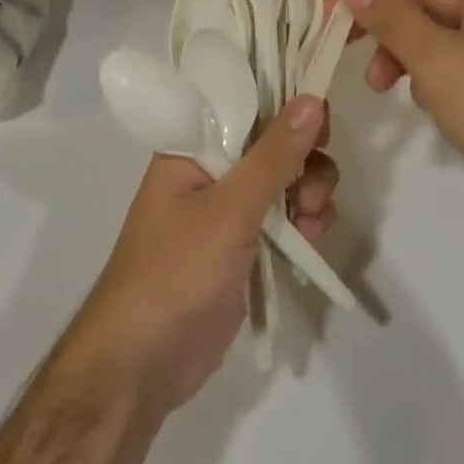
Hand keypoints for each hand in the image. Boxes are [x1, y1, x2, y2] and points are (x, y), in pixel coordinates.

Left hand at [61, 97, 337, 413]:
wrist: (143, 364)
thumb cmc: (175, 271)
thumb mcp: (228, 209)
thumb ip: (273, 155)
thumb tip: (312, 99)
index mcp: (192, 146)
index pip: (246, 102)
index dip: (286, 104)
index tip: (320, 121)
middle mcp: (211, 168)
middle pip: (273, 140)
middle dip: (304, 157)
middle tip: (314, 182)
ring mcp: (228, 208)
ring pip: (285, 178)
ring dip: (309, 190)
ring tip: (310, 219)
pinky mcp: (244, 244)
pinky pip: (284, 215)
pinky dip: (304, 220)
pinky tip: (311, 237)